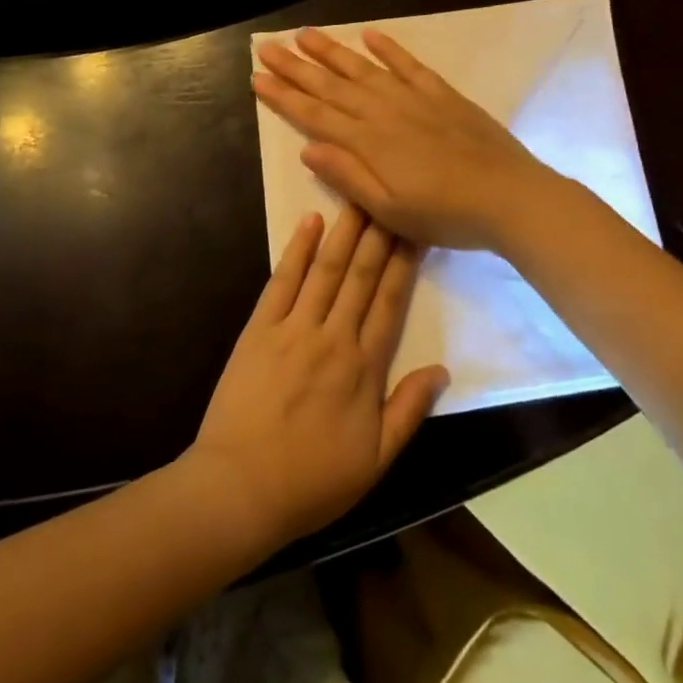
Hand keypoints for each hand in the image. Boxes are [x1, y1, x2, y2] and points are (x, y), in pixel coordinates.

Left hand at [187, 206, 448, 553]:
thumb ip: (409, 411)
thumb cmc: (312, 481)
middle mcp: (333, 338)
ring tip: (359, 196)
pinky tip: (309, 221)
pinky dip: (296, 249)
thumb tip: (442, 369)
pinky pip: (282, 281)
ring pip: (325, 270)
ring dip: (344, 231)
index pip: (390, 303)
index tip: (416, 228)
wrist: (240, 489)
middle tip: (391, 193)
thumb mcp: (375, 462)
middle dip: (378, 233)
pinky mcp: (259, 328)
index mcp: (364, 369)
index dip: (404, 263)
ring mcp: (293, 329)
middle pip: (360, 276)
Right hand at [252, 28, 559, 252]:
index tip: (257, 78)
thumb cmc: (445, 215)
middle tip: (266, 48)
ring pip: (362, 68)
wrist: (508, 197)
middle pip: (331, 85)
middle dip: (295, 67)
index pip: (314, 114)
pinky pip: (408, 64)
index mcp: (367, 142)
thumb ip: (348, 176)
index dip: (283, 96)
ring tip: (304, 34)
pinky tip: (369, 34)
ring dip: (331, 51)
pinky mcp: (441, 93)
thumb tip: (308, 148)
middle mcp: (383, 112)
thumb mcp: (389, 210)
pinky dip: (388, 48)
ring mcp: (413, 98)